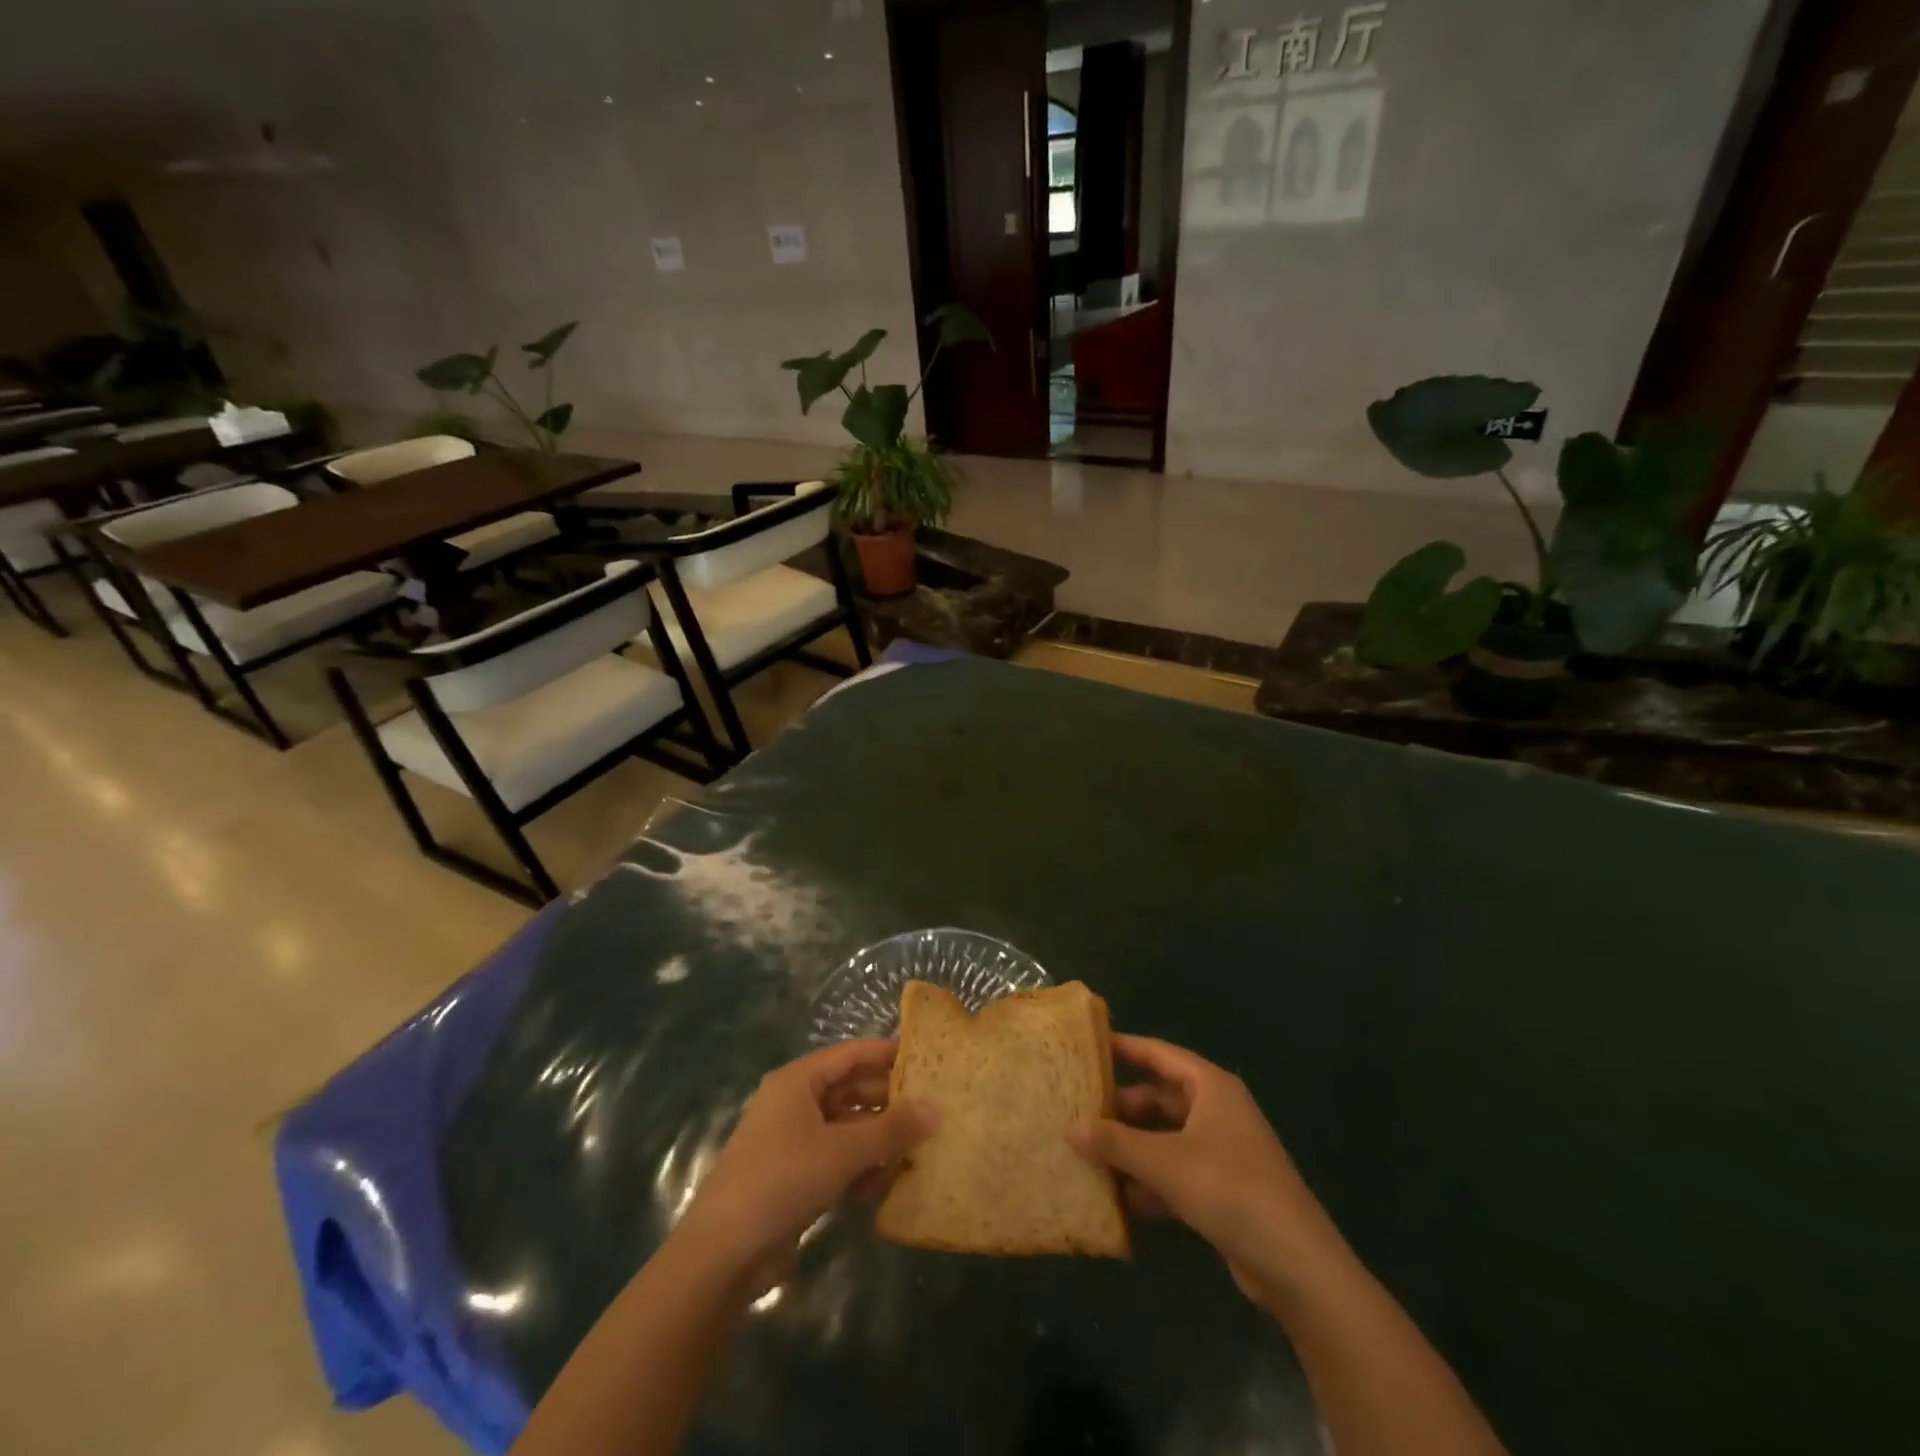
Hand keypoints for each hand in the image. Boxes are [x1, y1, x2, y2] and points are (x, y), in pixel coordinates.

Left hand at [672, 1040, 934, 1288]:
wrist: (723, 1254)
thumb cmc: (783, 1179)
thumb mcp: (843, 1150)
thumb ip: (891, 1129)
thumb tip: (937, 1109)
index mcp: (799, 1081)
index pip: (851, 1054)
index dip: (887, 1054)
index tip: (926, 1061)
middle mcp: (795, 1104)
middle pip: (851, 1091)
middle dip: (889, 1102)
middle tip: (933, 1109)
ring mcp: (793, 1142)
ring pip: (847, 1128)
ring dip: (879, 1139)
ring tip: (920, 1148)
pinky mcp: (795, 1178)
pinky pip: (837, 1160)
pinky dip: (862, 1167)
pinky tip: (890, 1182)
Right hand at [1070, 1035, 1350, 1310]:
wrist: (1296, 1264)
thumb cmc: (1229, 1189)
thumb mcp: (1165, 1161)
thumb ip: (1116, 1143)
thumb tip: (1070, 1127)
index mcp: (1211, 1087)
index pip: (1160, 1054)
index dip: (1125, 1048)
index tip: (1088, 1046)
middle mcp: (1217, 1112)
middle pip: (1159, 1099)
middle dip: (1121, 1108)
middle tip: (1078, 1110)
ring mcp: (1221, 1152)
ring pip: (1165, 1139)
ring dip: (1131, 1148)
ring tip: (1086, 1154)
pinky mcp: (1222, 1191)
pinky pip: (1175, 1174)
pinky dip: (1149, 1181)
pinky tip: (1117, 1198)